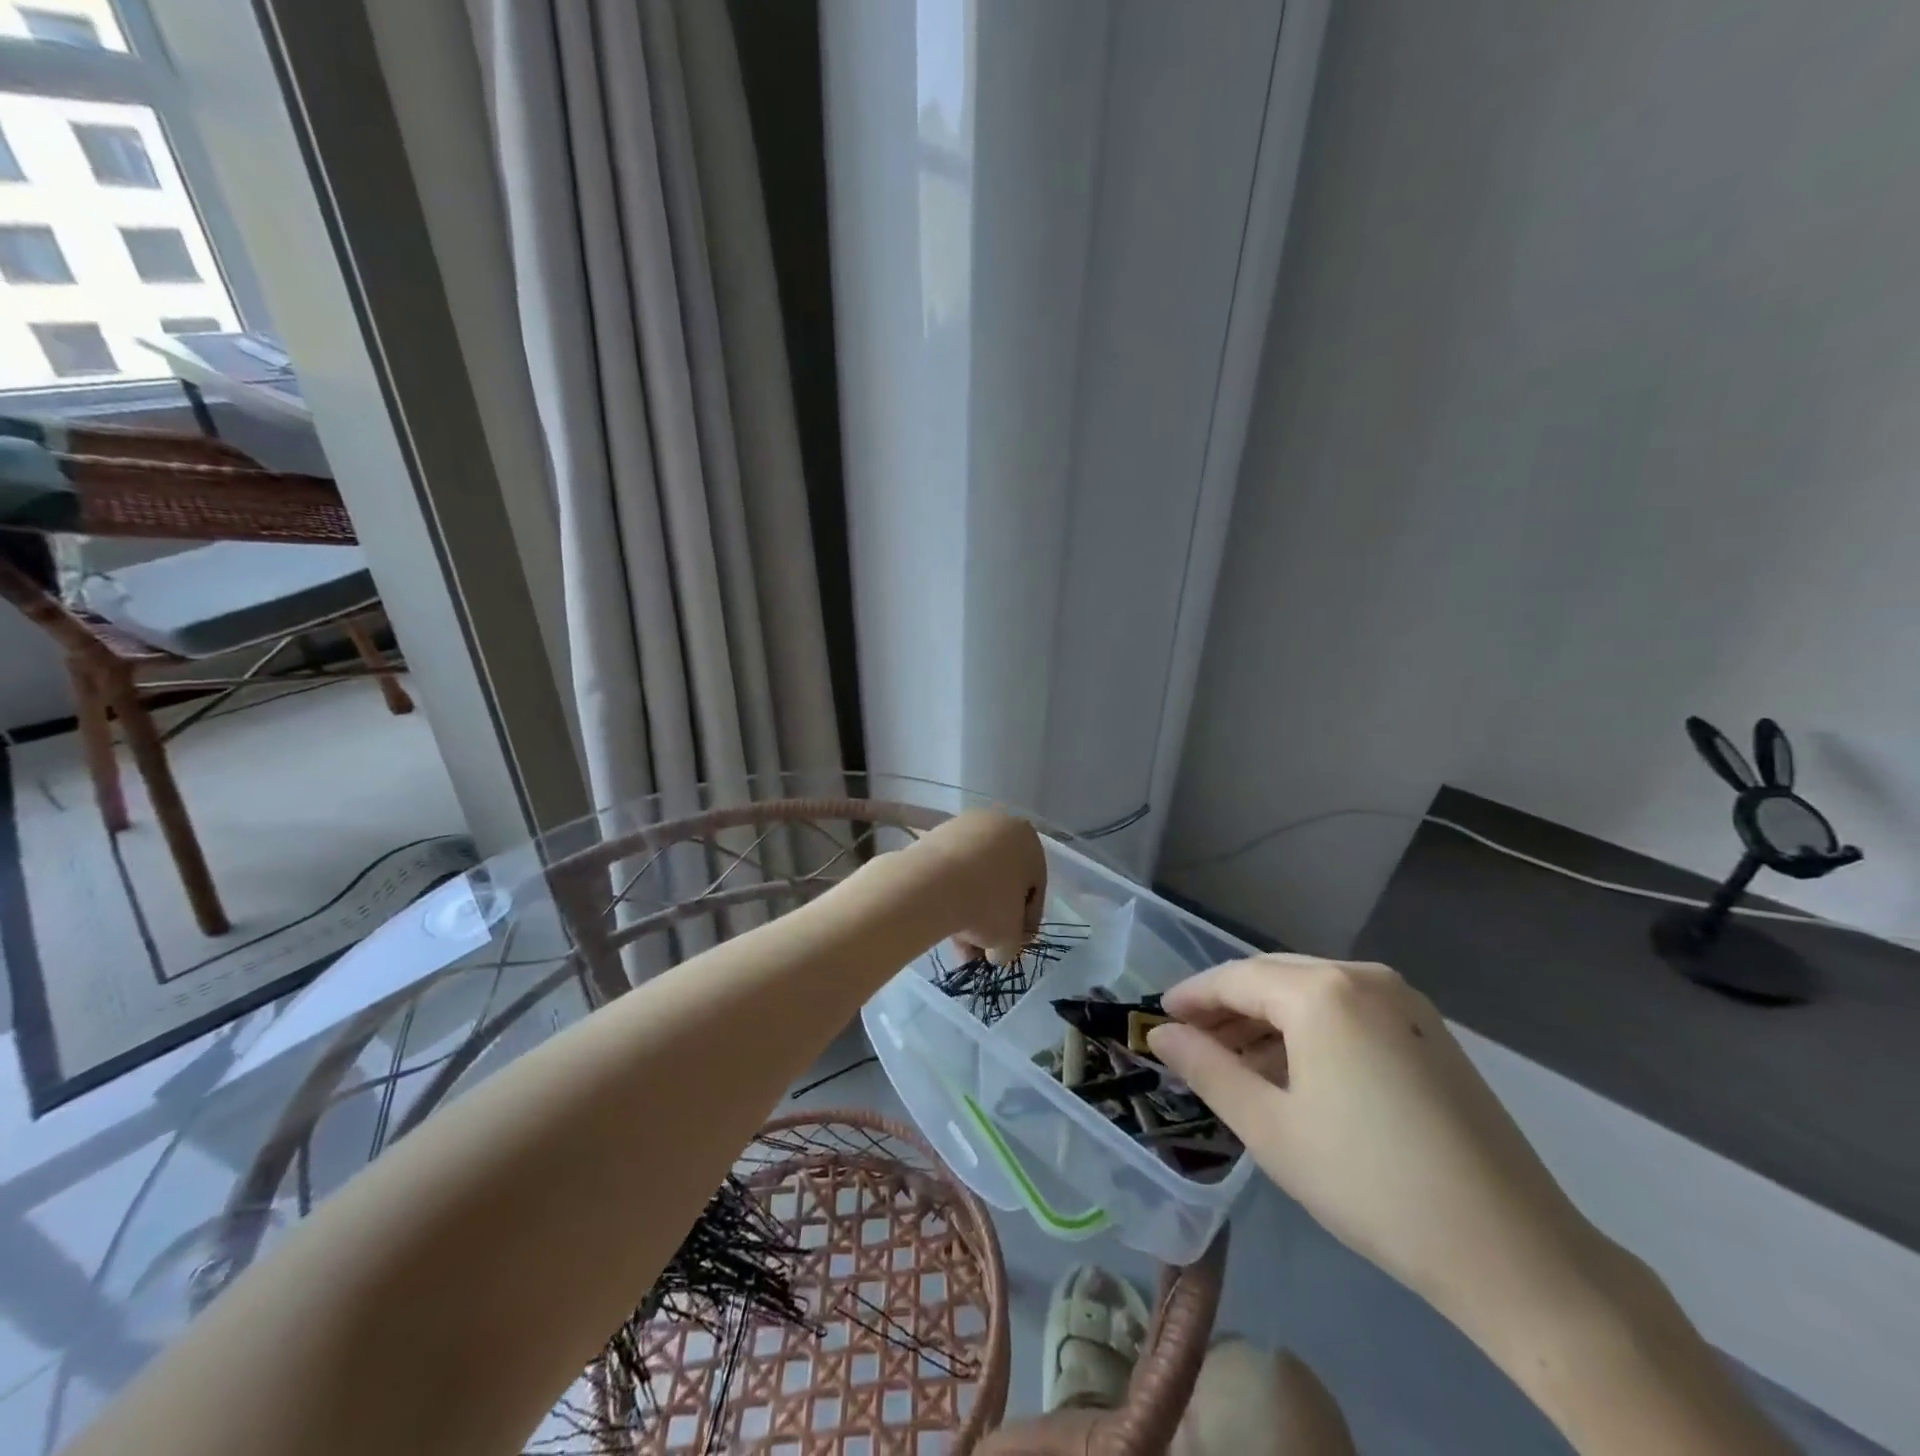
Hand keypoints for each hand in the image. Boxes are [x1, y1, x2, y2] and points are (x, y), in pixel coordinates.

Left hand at [902, 810, 1045, 964]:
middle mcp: (999, 825)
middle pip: (1001, 881)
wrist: (931, 884)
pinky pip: (950, 870)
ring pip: (974, 877)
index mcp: (1028, 840)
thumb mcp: (1011, 936)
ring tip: (959, 944)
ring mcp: (963, 827)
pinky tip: (942, 921)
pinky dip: (949, 894)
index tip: (1012, 946)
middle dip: (993, 919)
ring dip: (969, 910)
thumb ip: (1012, 943)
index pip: (1034, 888)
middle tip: (982, 949)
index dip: (1024, 923)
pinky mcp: (933, 835)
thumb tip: (998, 951)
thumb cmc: (987, 905)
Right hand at [1148, 956, 1610, 1343]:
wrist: (1512, 1250)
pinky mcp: (1428, 1029)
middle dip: (1227, 1006)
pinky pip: (1347, 1009)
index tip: (1158, 1017)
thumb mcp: (1270, 1129)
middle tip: (1190, 1040)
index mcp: (1322, 992)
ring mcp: (1403, 1000)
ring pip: (1311, 991)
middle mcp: (1363, 976)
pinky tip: (1292, 1069)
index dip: (1191, 996)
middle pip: (1273, 976)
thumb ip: (1207, 1069)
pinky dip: (1308, 1028)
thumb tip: (1161, 1035)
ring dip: (1267, 1019)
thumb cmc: (1371, 1184)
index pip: (1235, 978)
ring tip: (1234, 1061)